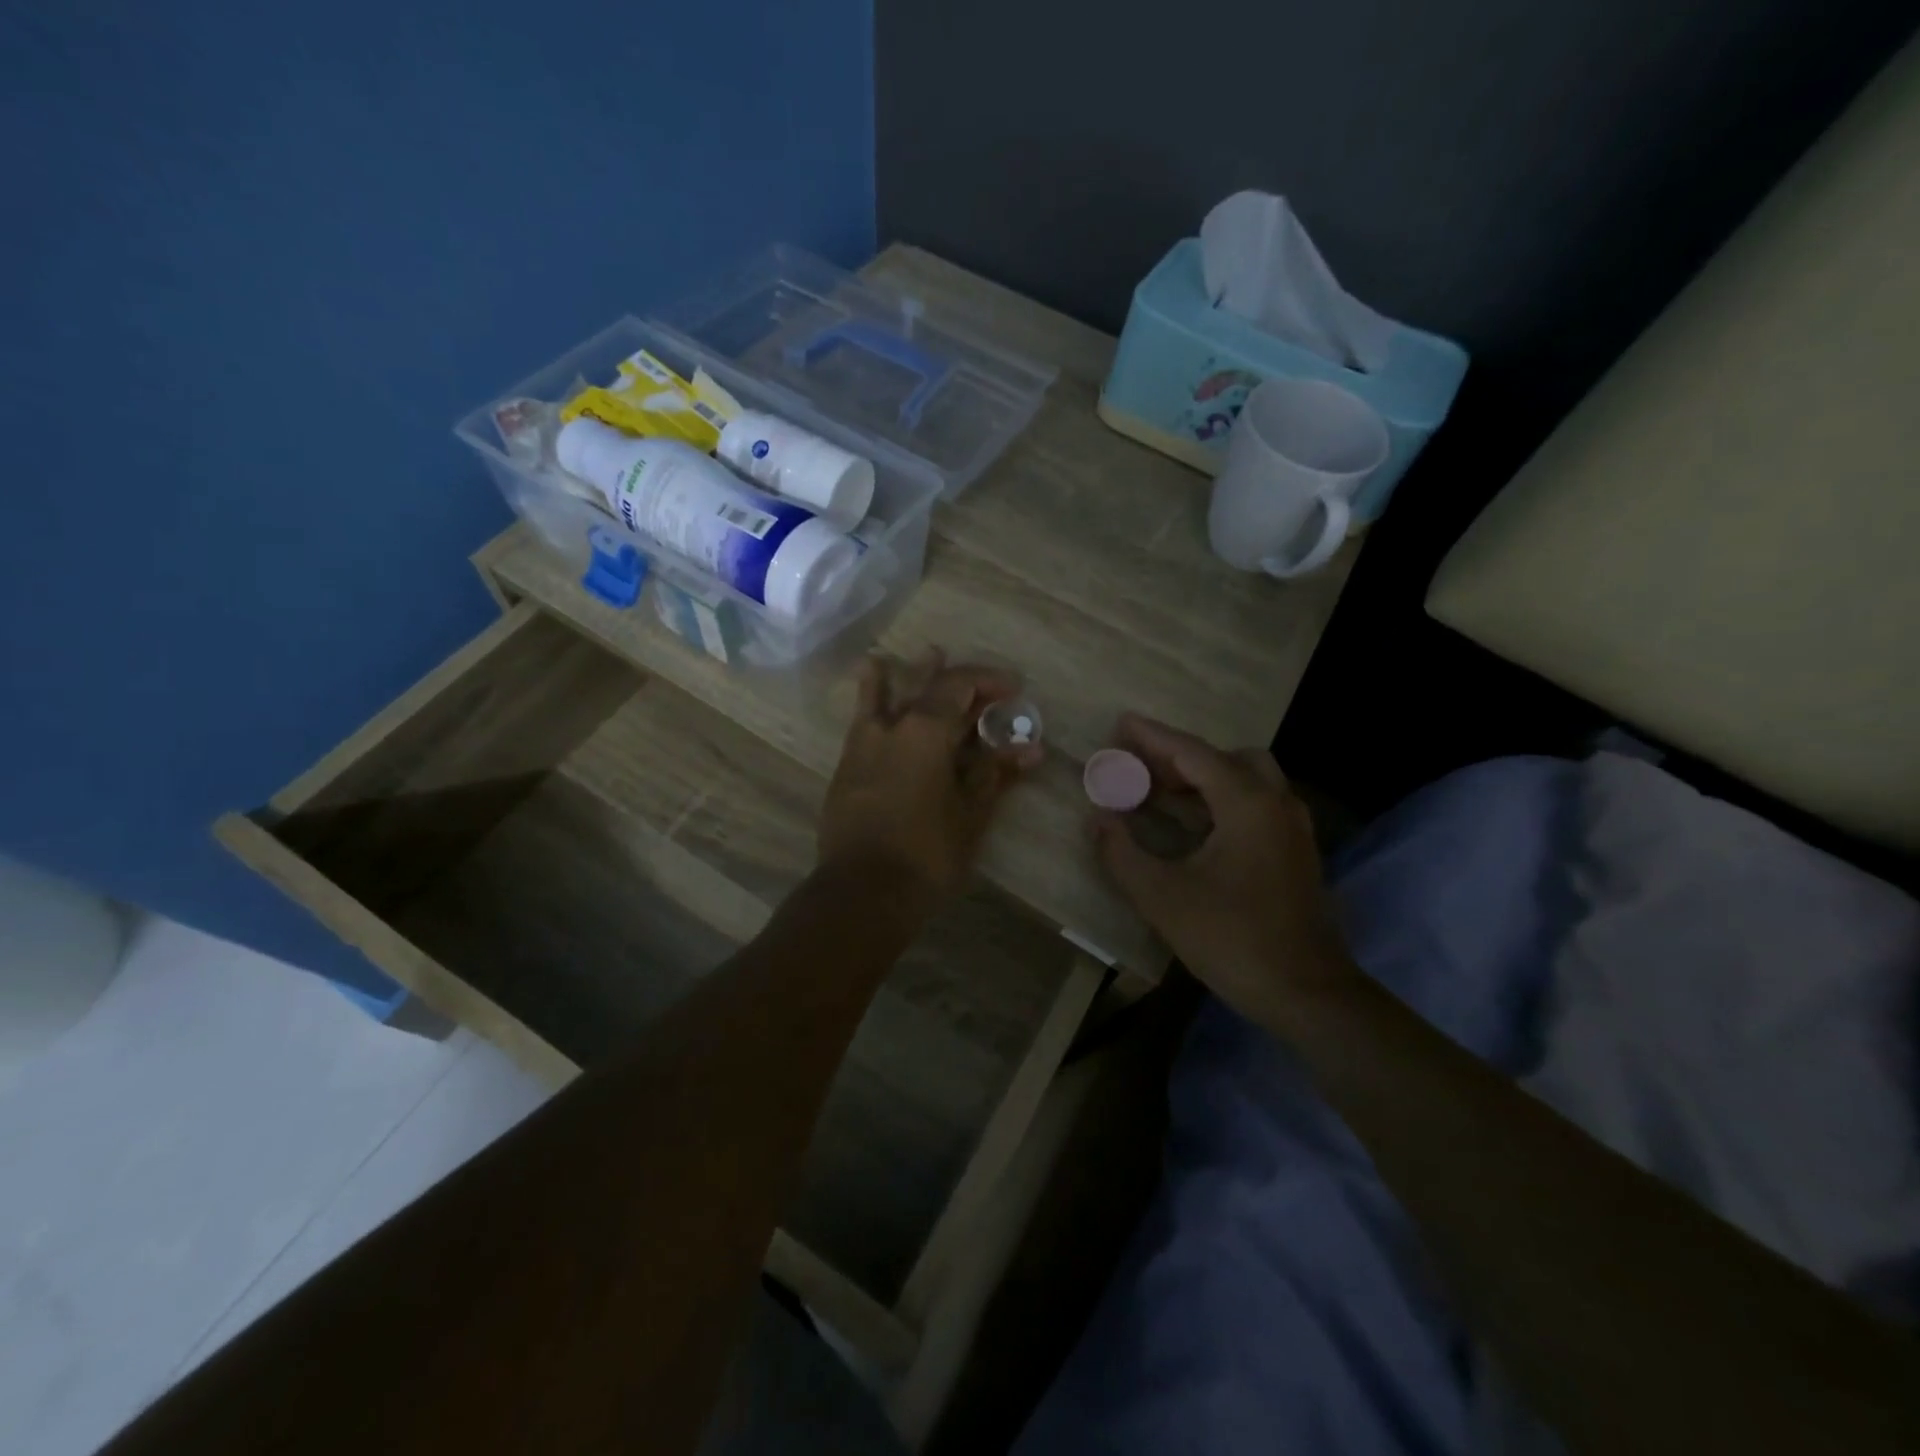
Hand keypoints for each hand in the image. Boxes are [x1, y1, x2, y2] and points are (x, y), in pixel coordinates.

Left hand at [820, 649, 1041, 905]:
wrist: (862, 892)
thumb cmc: (927, 854)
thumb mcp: (971, 814)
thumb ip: (996, 774)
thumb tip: (1031, 748)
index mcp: (925, 731)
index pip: (960, 686)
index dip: (989, 681)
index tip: (1014, 689)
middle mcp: (890, 727)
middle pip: (926, 688)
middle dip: (958, 683)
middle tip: (982, 685)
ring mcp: (862, 745)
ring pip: (884, 696)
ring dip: (904, 676)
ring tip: (916, 655)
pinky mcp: (846, 767)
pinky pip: (862, 720)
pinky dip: (870, 698)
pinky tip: (870, 682)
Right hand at [1091, 714, 1358, 1034]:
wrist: (1307, 994)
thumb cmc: (1232, 939)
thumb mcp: (1162, 897)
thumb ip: (1122, 853)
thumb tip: (1097, 819)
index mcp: (1247, 804)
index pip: (1193, 754)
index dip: (1153, 737)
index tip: (1122, 722)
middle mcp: (1276, 804)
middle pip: (1227, 758)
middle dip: (1182, 757)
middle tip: (1141, 767)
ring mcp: (1292, 829)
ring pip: (1247, 781)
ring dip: (1203, 779)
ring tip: (1159, 793)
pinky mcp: (1295, 853)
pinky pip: (1256, 805)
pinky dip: (1222, 801)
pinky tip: (1193, 826)